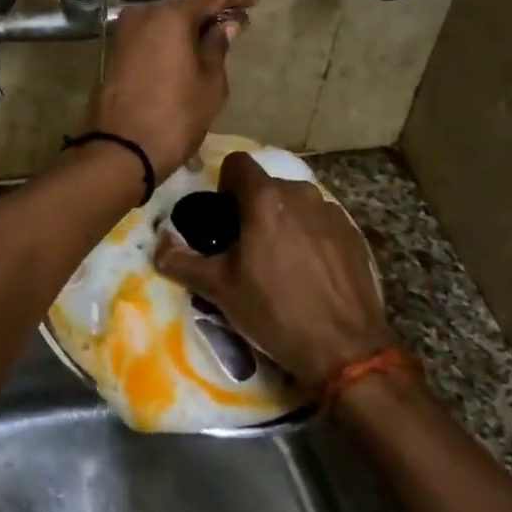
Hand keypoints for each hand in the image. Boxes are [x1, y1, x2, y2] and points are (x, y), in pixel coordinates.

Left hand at [85, 0, 256, 177]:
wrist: (120, 150)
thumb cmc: (175, 117)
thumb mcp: (210, 84)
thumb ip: (217, 48)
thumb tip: (225, 26)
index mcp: (170, 16)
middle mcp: (142, 15)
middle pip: (182, 4)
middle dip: (209, 11)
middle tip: (233, 22)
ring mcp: (124, 33)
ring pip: (163, 20)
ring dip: (187, 26)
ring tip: (212, 38)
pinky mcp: (114, 53)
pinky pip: (149, 35)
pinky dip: (169, 39)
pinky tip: (185, 51)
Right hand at [153, 151, 395, 388]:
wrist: (346, 348)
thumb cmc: (275, 312)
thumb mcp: (220, 290)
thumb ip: (182, 262)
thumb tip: (157, 245)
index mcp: (265, 200)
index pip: (237, 163)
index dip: (224, 184)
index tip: (222, 217)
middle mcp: (301, 194)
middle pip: (267, 186)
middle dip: (252, 207)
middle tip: (244, 246)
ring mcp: (332, 213)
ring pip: (296, 203)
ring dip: (282, 220)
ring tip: (278, 261)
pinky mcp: (354, 234)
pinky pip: (320, 222)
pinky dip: (309, 236)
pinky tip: (309, 272)